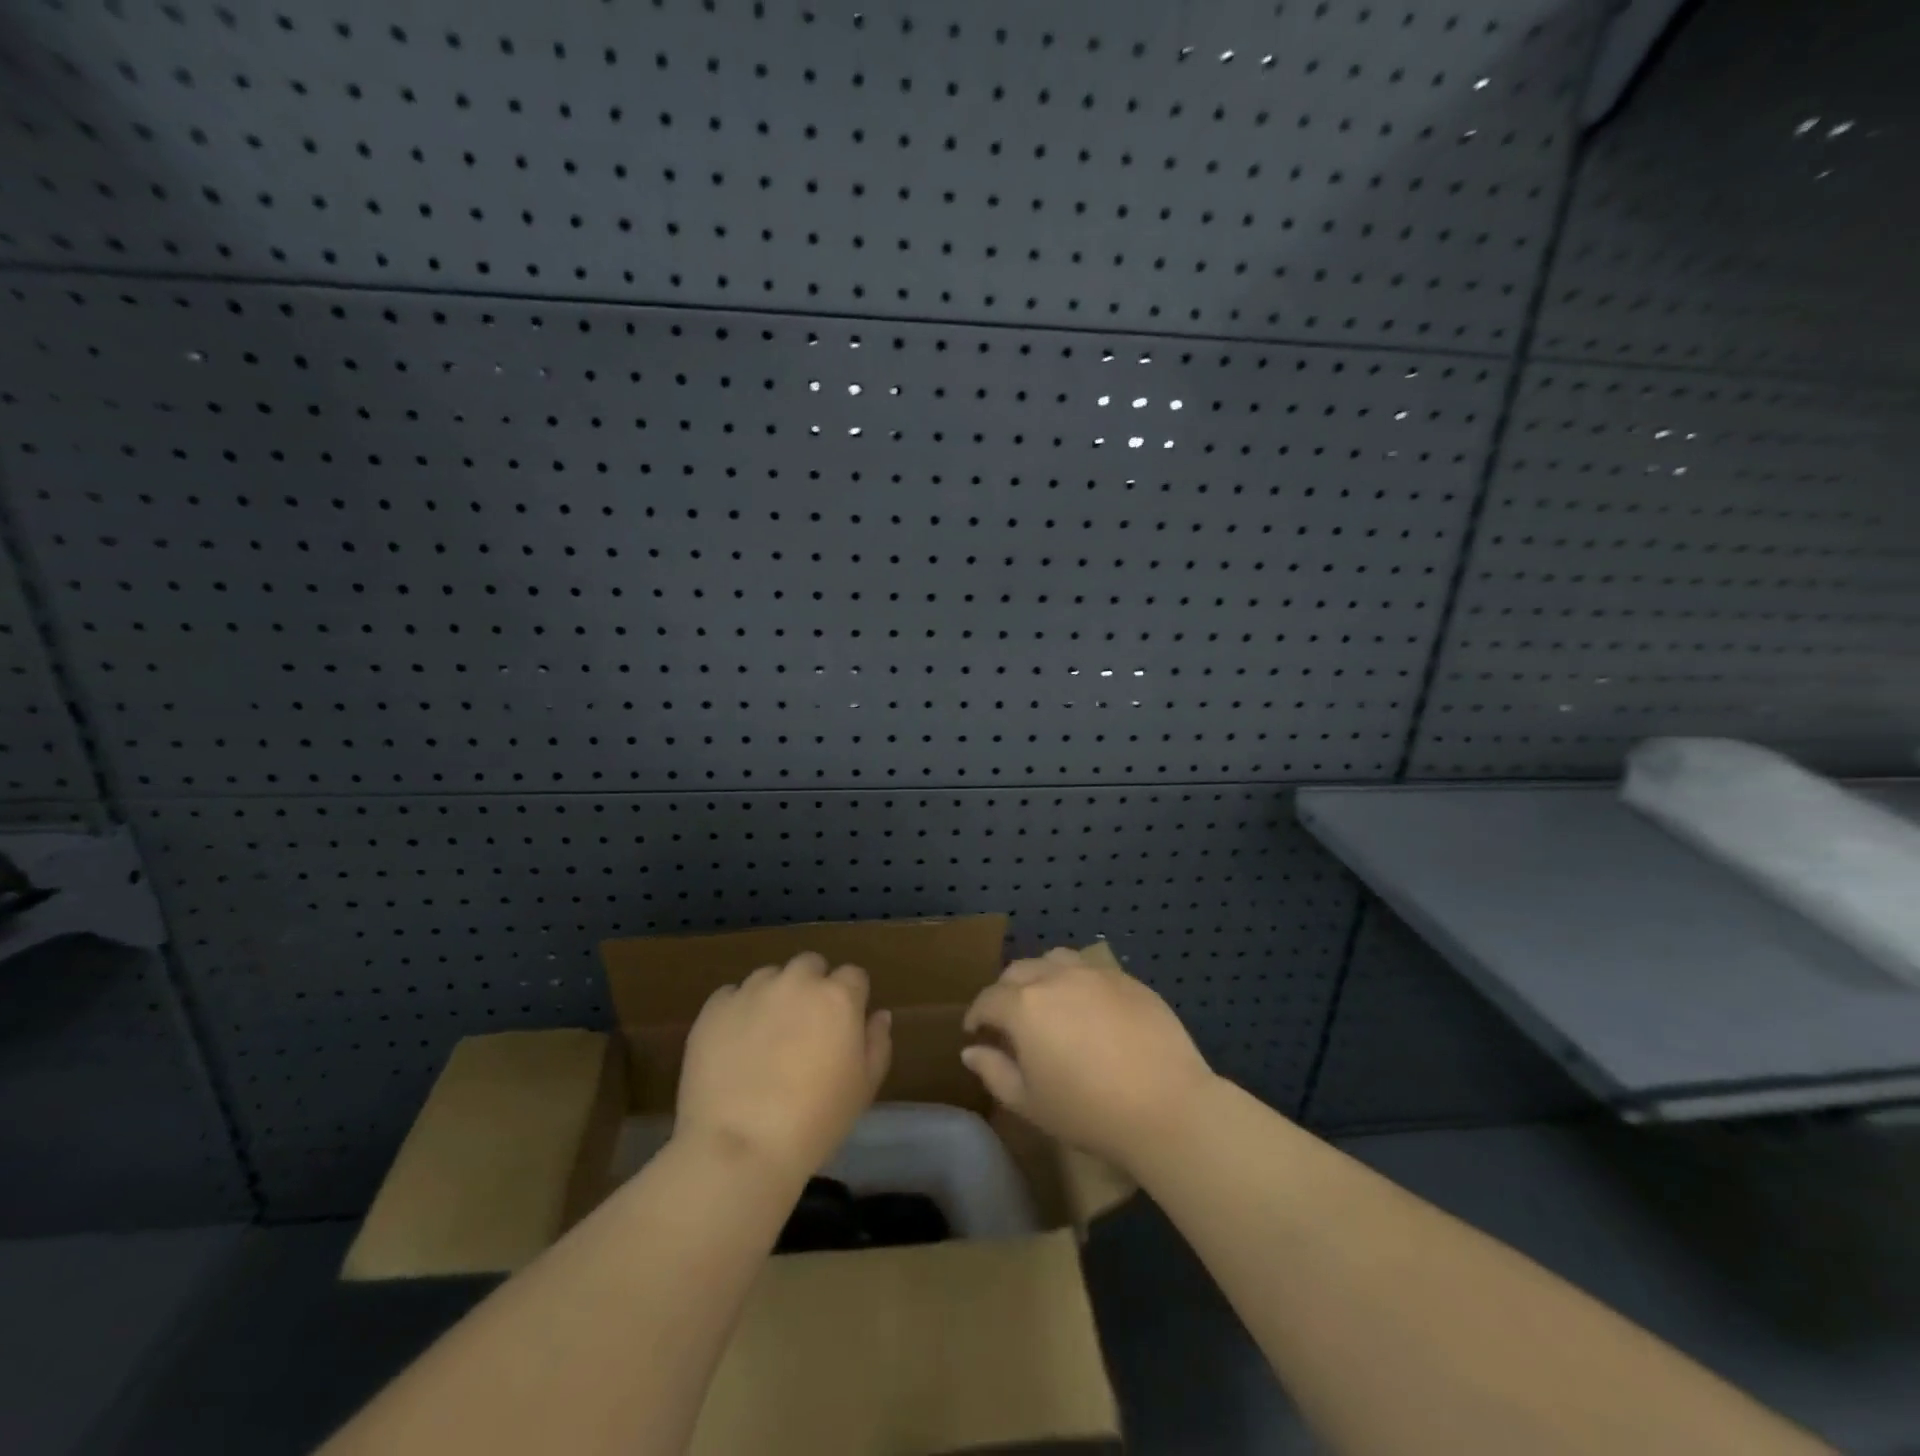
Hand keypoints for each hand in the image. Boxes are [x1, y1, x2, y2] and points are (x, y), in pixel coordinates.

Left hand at [674, 952, 891, 1183]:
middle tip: (805, 1028)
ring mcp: (752, 990)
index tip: (843, 1027)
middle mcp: (796, 981)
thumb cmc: (815, 1121)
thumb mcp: (863, 1088)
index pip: (853, 976)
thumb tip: (878, 1014)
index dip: (851, 999)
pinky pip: (731, 995)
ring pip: (769, 976)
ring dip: (774, 995)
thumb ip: (877, 1043)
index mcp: (838, 996)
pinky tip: (734, 1044)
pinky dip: (737, 1011)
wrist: (740, 1147)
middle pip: (810, 965)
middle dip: (812, 987)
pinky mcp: (715, 1007)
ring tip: (766, 1036)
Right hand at [960, 947, 1216, 1171]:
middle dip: (1005, 992)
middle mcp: (1055, 977)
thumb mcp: (1030, 1103)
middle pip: (1018, 971)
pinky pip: (1091, 970)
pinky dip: (1077, 981)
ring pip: (1055, 960)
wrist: (1166, 1106)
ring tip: (1048, 1002)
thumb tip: (971, 1050)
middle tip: (1009, 1020)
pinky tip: (1088, 1009)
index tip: (976, 1031)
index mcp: (1024, 1006)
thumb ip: (995, 1072)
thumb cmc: (1089, 1112)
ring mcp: (1094, 973)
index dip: (976, 1015)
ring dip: (1041, 976)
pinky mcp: (1127, 979)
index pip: (988, 999)